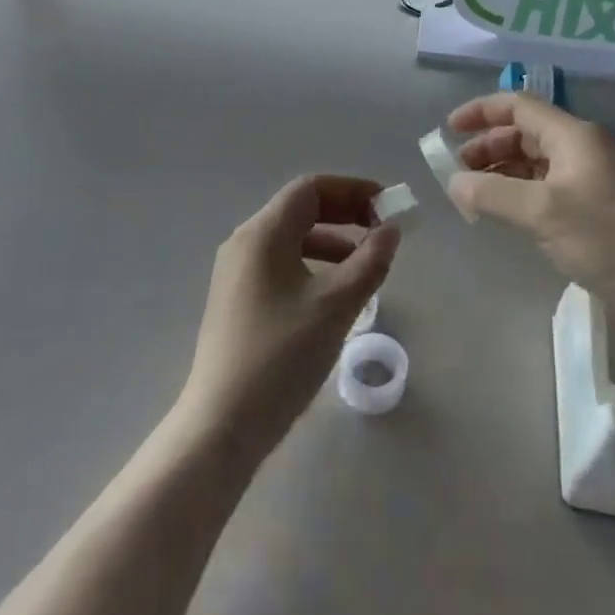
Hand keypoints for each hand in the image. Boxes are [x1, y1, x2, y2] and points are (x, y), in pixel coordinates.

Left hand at [178, 176, 398, 461]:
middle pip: (300, 210)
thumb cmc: (282, 355)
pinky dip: (313, 265)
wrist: (223, 425)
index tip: (387, 207)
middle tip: (382, 231)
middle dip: (345, 214)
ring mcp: (236, 273)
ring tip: (365, 265)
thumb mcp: (336, 305)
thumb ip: (370, 261)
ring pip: (291, 240)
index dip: (353, 190)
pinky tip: (334, 295)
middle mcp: (244, 243)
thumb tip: (391, 230)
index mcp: (262, 233)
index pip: (311, 189)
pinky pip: (281, 265)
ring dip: (332, 242)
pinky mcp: (237, 301)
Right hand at [447, 94, 614, 329]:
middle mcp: (580, 148)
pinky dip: (518, 192)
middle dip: (487, 146)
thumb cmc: (606, 237)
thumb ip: (492, 194)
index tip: (449, 130)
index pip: (518, 106)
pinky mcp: (592, 207)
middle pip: (524, 132)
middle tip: (458, 172)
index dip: (480, 112)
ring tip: (473, 195)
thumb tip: (454, 183)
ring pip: (534, 161)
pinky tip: (503, 212)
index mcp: (572, 135)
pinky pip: (545, 186)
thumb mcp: (542, 212)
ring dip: (501, 171)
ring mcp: (587, 178)